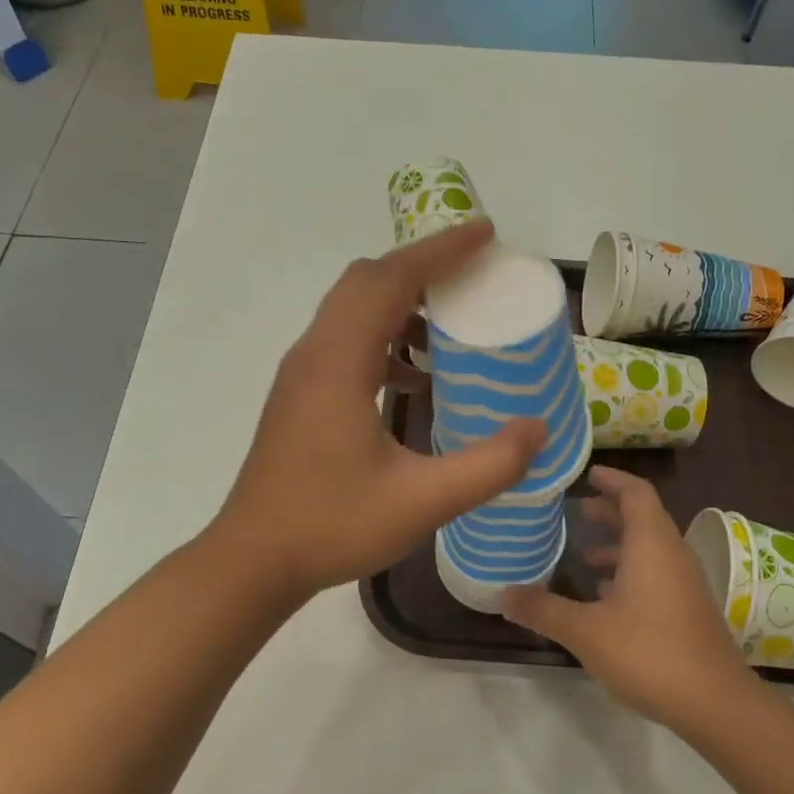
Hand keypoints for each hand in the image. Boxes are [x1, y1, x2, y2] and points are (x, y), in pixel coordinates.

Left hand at [215, 220, 544, 600]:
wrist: (254, 559)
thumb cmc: (332, 526)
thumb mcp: (423, 502)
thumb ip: (489, 466)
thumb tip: (539, 429)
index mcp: (339, 363)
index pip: (389, 280)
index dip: (439, 250)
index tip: (485, 233)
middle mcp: (314, 354)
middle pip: (366, 281)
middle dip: (422, 265)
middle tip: (474, 271)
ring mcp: (301, 374)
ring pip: (352, 309)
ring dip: (400, 300)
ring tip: (451, 320)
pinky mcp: (299, 396)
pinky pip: (345, 341)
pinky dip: (384, 337)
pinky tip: (414, 377)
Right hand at [501, 468, 762, 729]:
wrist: (715, 703)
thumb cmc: (649, 653)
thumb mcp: (586, 631)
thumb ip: (544, 610)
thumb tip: (503, 595)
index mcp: (652, 545)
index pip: (636, 493)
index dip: (613, 479)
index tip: (586, 474)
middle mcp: (672, 555)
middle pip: (643, 518)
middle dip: (610, 511)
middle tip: (576, 511)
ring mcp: (685, 583)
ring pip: (650, 549)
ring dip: (619, 545)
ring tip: (583, 555)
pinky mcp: (688, 609)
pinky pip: (656, 574)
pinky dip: (630, 572)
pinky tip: (605, 596)